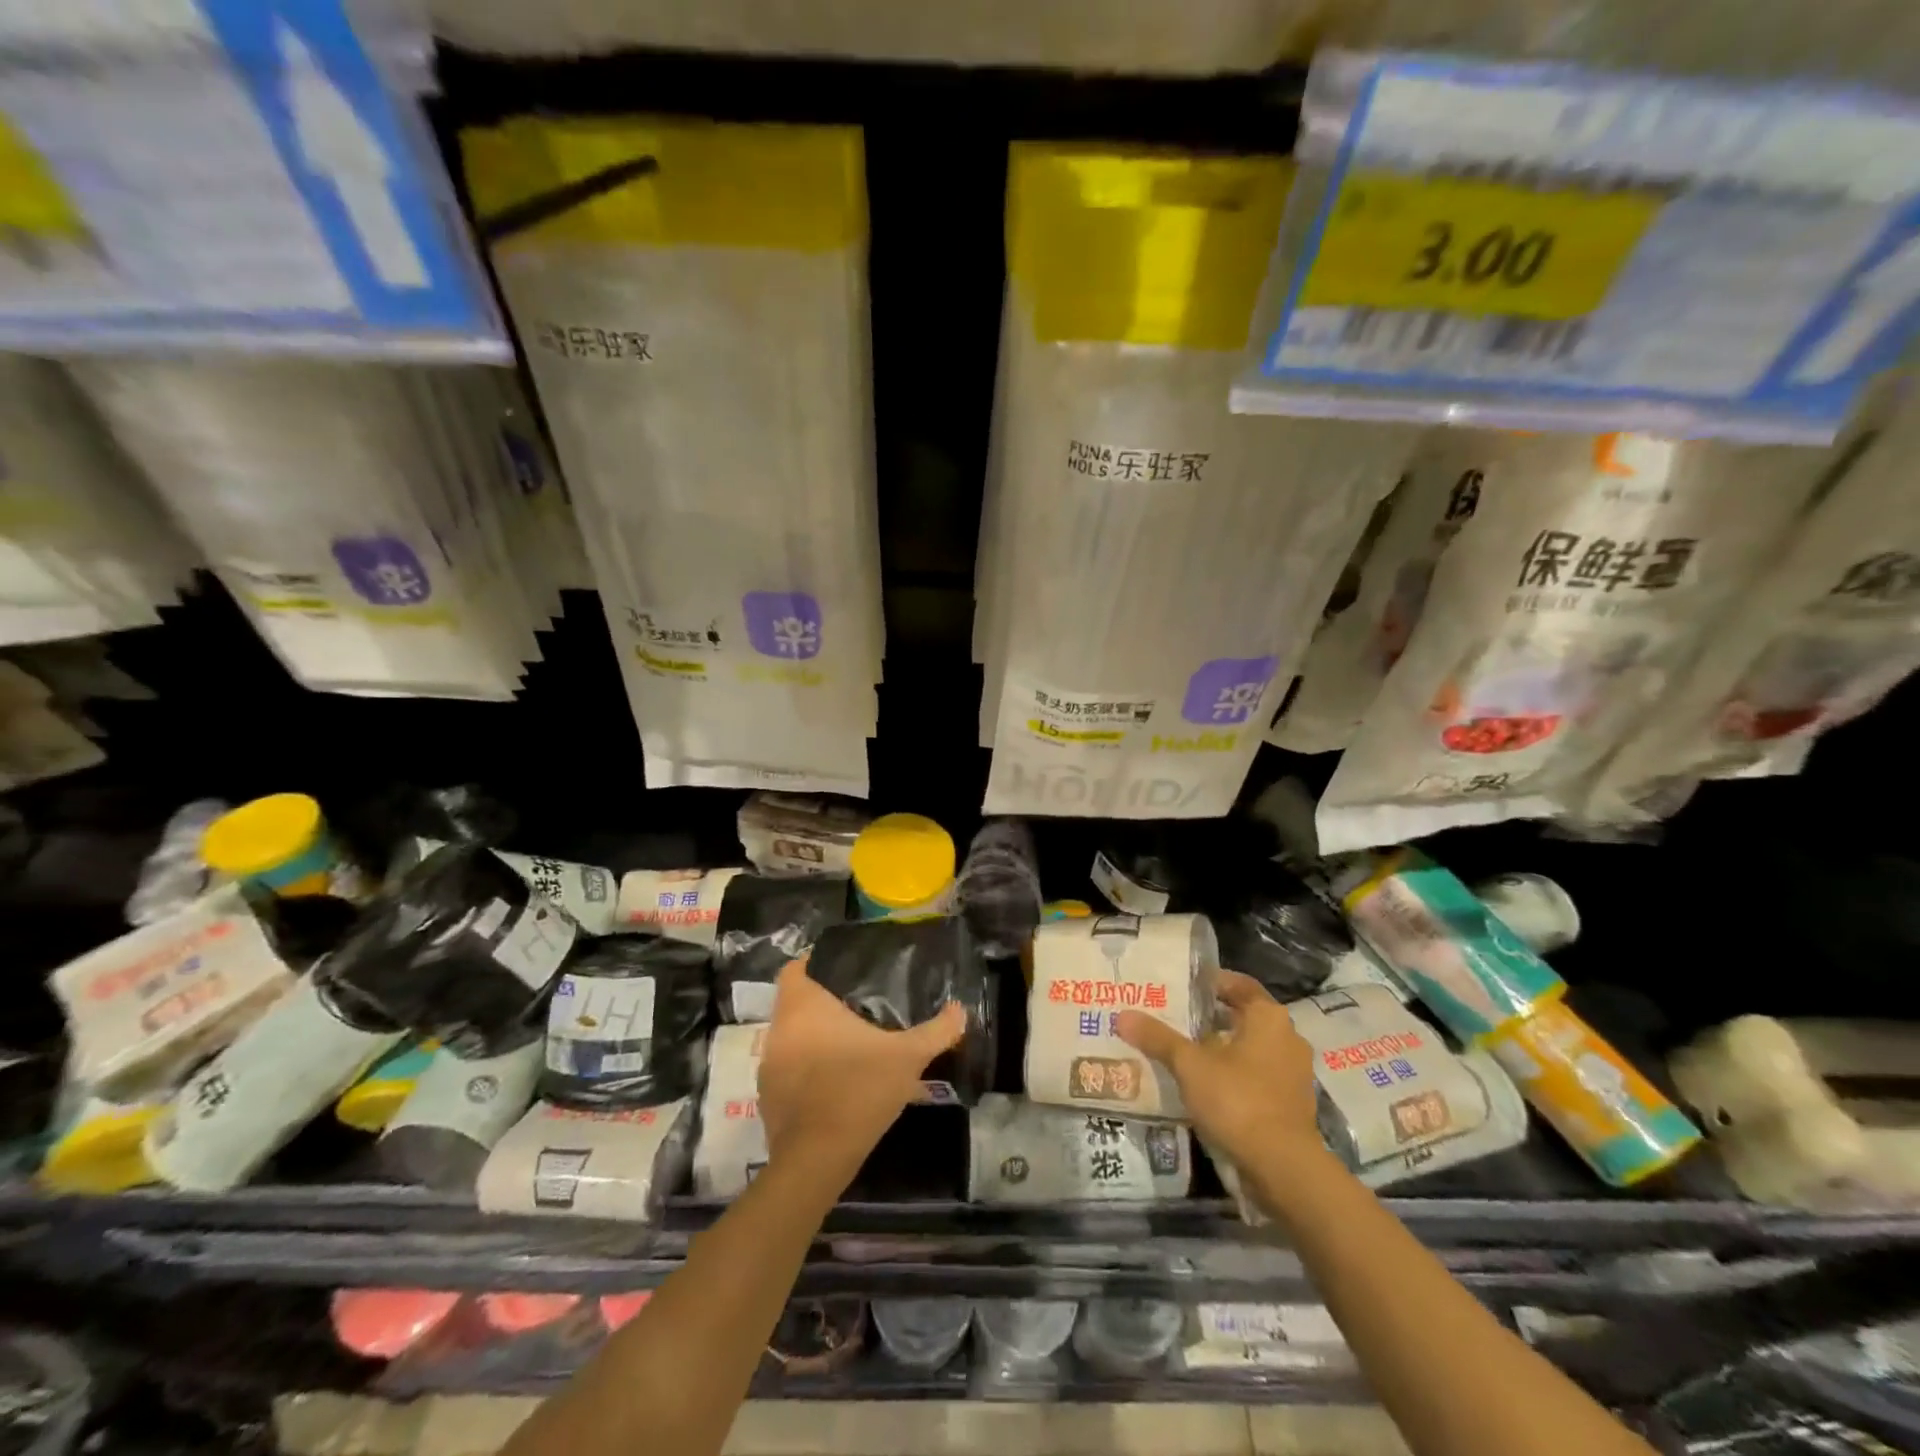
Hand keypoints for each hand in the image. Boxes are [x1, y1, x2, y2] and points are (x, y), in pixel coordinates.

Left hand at [757, 959, 965, 1190]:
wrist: (817, 1158)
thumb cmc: (858, 1090)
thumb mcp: (907, 1058)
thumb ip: (935, 1031)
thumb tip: (960, 1010)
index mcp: (804, 1006)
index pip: (795, 968)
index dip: (815, 963)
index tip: (842, 969)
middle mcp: (779, 1029)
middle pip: (795, 1002)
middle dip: (822, 1002)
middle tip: (857, 1004)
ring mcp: (770, 1065)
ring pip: (791, 1037)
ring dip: (814, 1037)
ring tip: (849, 1042)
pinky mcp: (768, 1097)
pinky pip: (788, 1069)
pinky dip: (806, 1070)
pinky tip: (835, 1081)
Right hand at [1115, 970, 1322, 1175]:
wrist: (1284, 1168)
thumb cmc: (1238, 1100)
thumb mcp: (1190, 1065)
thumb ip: (1158, 1038)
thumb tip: (1123, 1015)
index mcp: (1269, 1017)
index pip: (1239, 984)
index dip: (1210, 982)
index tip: (1180, 987)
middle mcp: (1288, 1037)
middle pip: (1243, 1017)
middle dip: (1210, 1018)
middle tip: (1174, 1018)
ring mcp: (1294, 1073)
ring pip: (1251, 1049)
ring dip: (1222, 1049)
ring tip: (1184, 1054)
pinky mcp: (1292, 1104)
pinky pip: (1258, 1076)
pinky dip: (1234, 1076)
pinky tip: (1206, 1087)